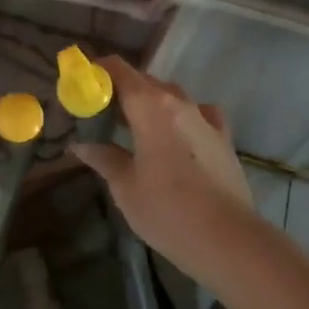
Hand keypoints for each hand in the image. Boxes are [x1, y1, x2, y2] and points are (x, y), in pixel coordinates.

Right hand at [71, 57, 273, 296]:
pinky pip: (199, 113)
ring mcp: (205, 117)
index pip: (118, 69)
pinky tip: (178, 133)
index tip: (82, 85)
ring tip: (135, 126)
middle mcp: (178, 101)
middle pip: (144, 81)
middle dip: (121, 90)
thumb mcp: (124, 186)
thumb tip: (81, 145)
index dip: (98, 71)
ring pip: (171, 95)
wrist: (227, 239)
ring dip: (151, 103)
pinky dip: (182, 116)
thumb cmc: (167, 210)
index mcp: (149, 106)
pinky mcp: (223, 137)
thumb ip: (103, 158)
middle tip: (101, 113)